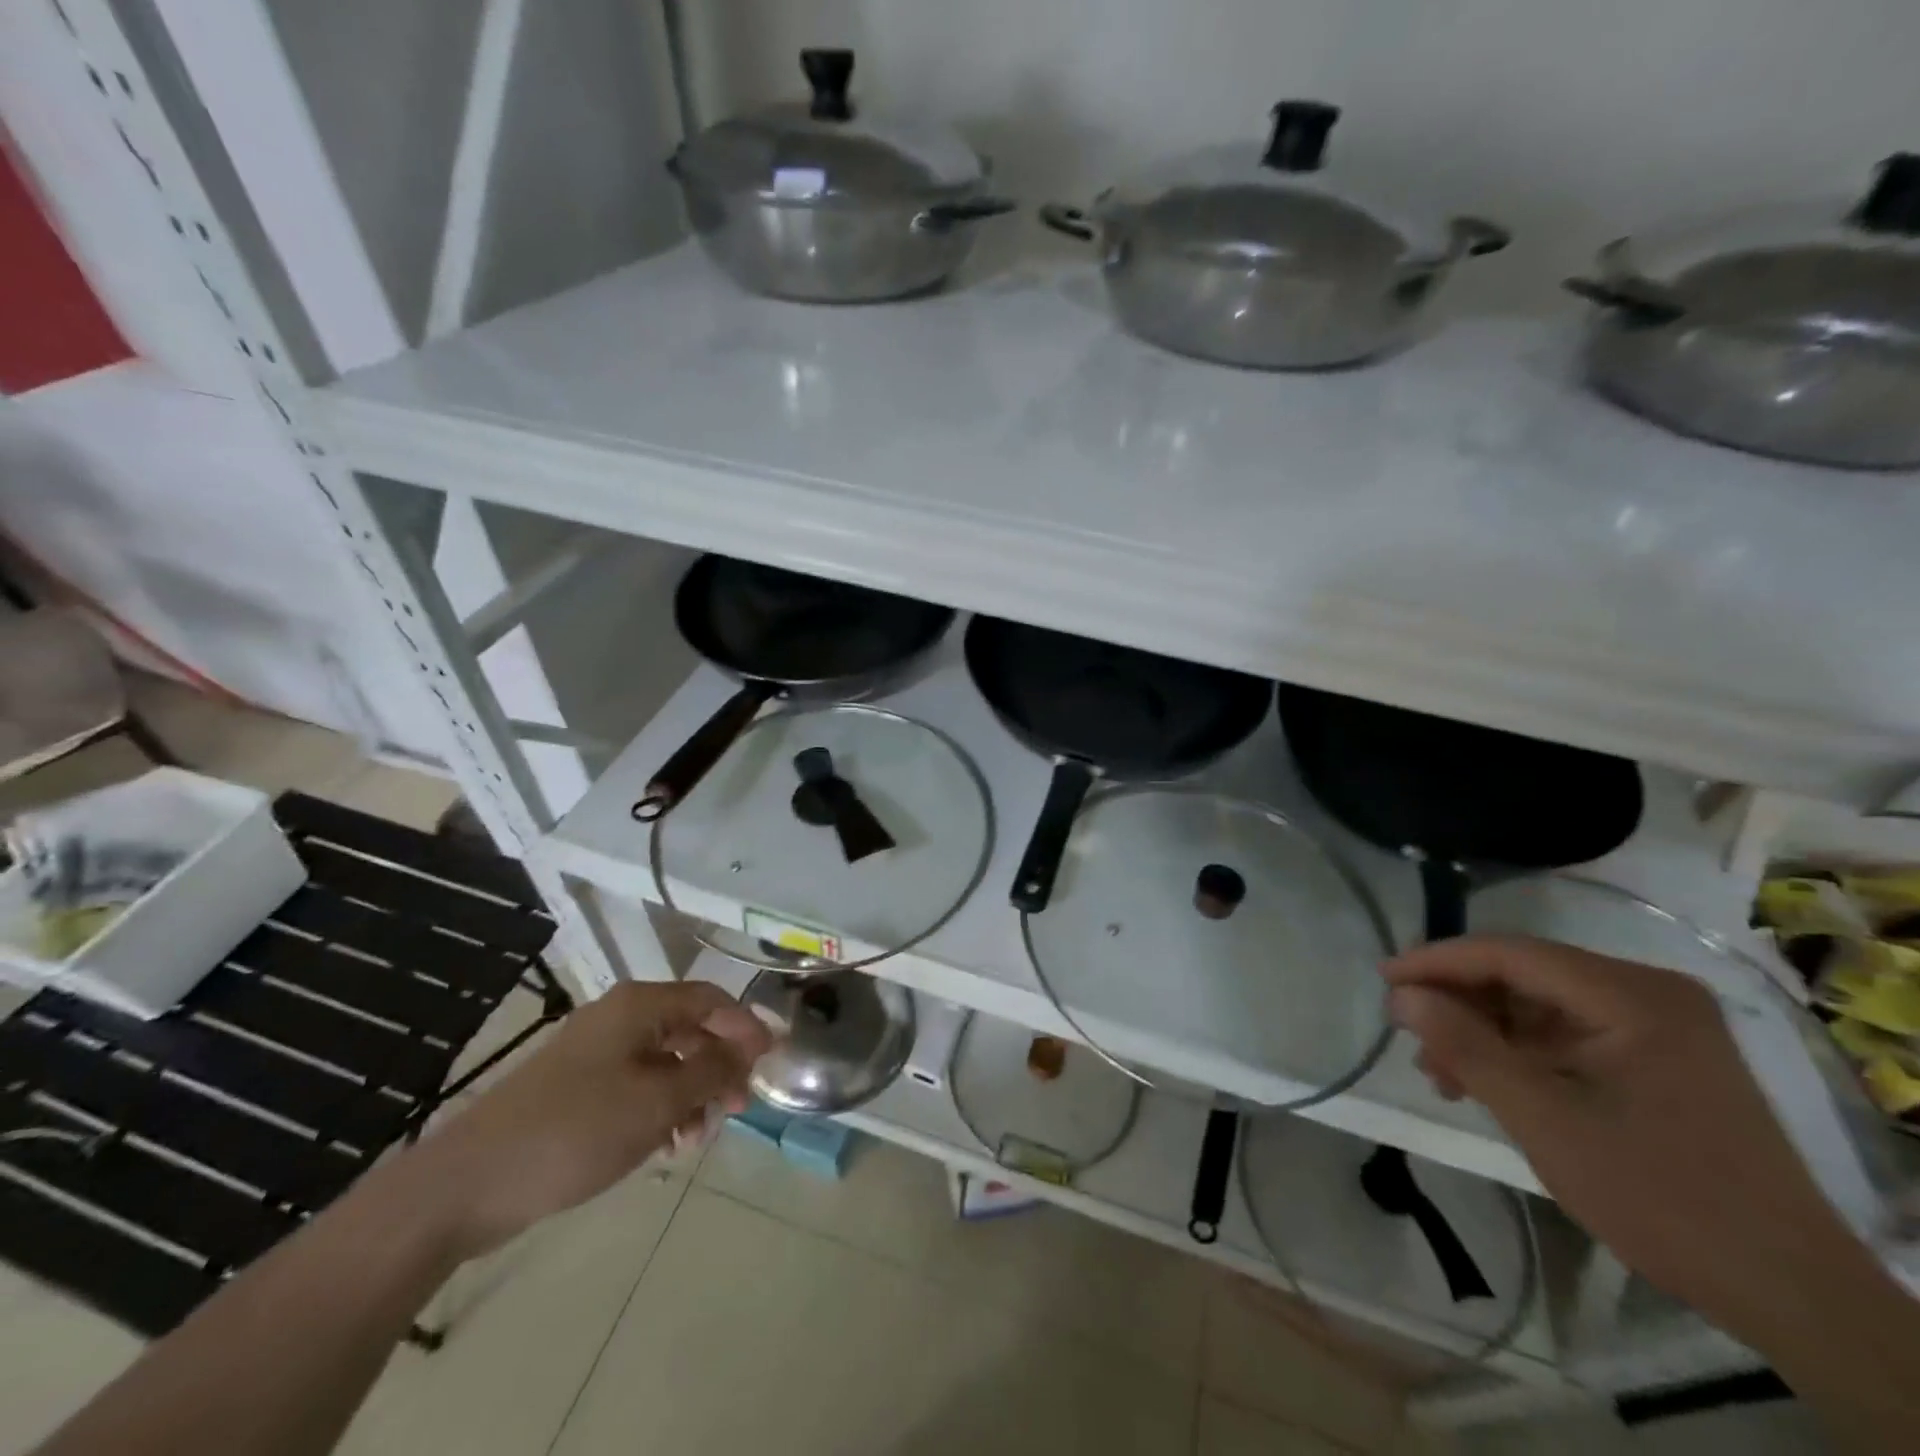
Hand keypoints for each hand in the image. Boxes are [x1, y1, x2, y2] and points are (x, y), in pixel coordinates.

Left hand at [406, 981, 770, 1256]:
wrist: (467, 1185)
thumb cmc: (575, 1131)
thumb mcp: (658, 1102)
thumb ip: (713, 1070)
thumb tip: (753, 1045)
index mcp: (639, 1006)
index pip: (712, 1000)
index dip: (746, 1027)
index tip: (772, 1063)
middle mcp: (620, 1018)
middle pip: (690, 1029)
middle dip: (720, 1066)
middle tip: (739, 1108)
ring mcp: (596, 1053)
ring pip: (665, 1061)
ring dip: (692, 1093)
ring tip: (698, 1137)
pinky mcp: (578, 1087)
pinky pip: (637, 1085)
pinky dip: (660, 1108)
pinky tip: (665, 1146)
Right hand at [1383, 935, 1883, 1348]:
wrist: (1789, 1292)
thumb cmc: (1659, 1196)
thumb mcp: (1543, 1119)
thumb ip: (1466, 1047)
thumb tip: (1402, 996)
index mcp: (1632, 996)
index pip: (1510, 954)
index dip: (1438, 961)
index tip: (1383, 980)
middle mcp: (1648, 994)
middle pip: (1524, 976)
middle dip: (1460, 1004)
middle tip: (1409, 1035)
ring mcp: (1659, 1026)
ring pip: (1540, 1006)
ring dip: (1484, 1033)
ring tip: (1440, 1073)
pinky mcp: (1659, 1058)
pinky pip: (1566, 1034)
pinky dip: (1520, 1054)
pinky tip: (1485, 1083)